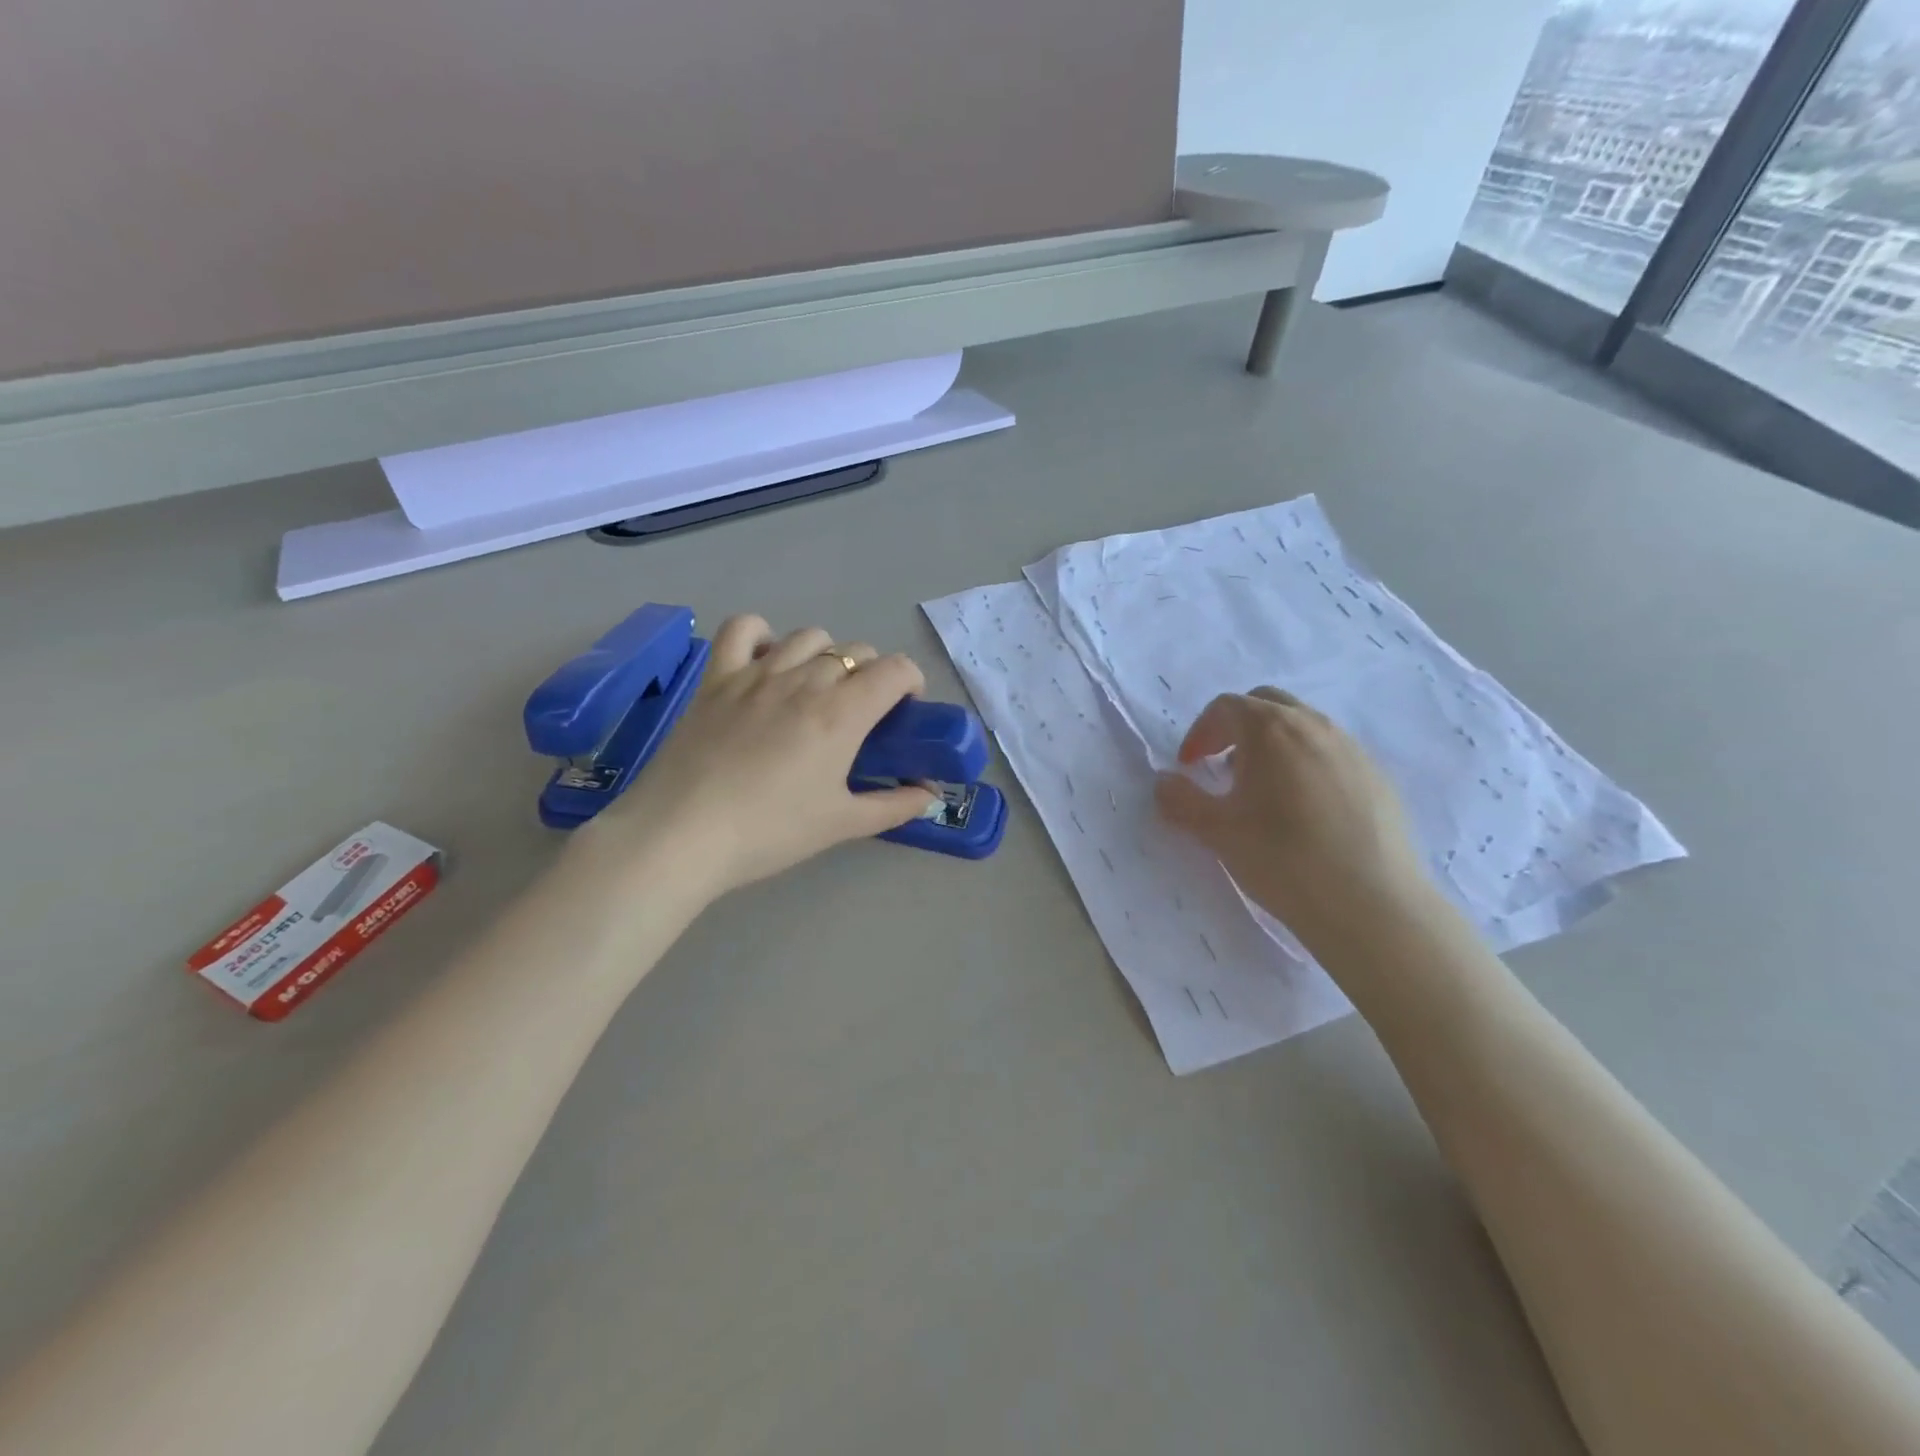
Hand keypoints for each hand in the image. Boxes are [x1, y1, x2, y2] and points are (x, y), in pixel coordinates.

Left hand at [576, 616, 936, 899]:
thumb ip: (894, 806)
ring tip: (816, 689)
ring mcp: (757, 673)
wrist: (682, 835)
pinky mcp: (717, 677)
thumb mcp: (842, 825)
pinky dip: (762, 635)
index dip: (910, 682)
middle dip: (871, 674)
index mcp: (842, 712)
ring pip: (809, 637)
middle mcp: (805, 680)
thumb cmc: (770, 832)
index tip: (903, 711)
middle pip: (856, 651)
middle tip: (860, 714)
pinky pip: (743, 629)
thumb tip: (929, 795)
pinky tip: (765, 662)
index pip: (895, 669)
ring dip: (826, 655)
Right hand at [1153, 688, 1434, 949]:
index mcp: (1270, 730)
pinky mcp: (1378, 776)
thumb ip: (1181, 800)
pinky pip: (1331, 752)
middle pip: (1266, 704)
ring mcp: (1352, 748)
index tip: (1189, 767)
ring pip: (1303, 726)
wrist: (1371, 903)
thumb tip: (1164, 782)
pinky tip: (1305, 811)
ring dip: (1273, 744)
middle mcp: (1313, 726)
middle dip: (1237, 727)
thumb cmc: (1282, 859)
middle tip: (1223, 767)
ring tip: (1263, 791)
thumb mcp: (1216, 832)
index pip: (1225, 707)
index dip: (1200, 733)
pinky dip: (1306, 763)